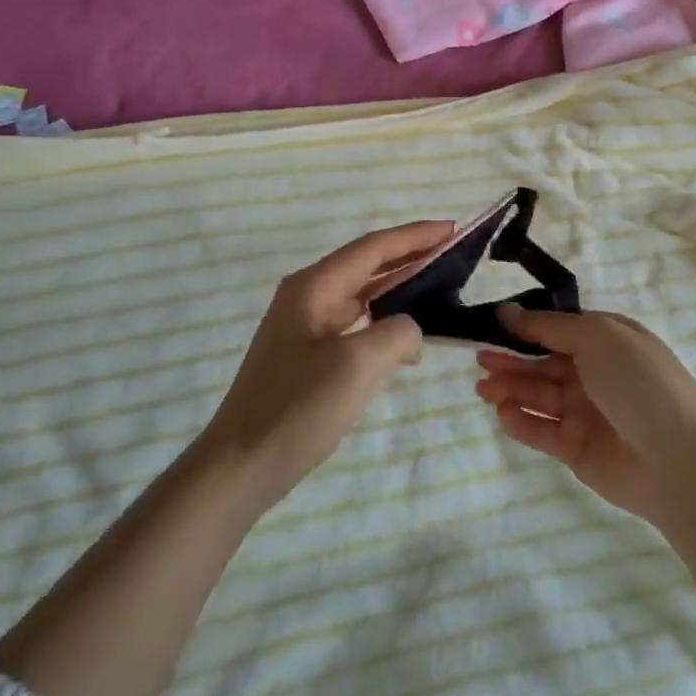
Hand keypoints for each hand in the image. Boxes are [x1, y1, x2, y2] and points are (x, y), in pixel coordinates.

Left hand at [201, 220, 453, 504]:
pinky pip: (356, 321)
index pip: (374, 247)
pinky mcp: (308, 353)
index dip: (416, 236)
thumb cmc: (298, 408)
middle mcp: (308, 295)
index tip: (453, 229)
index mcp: (314, 286)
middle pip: (368, 264)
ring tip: (440, 286)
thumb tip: (411, 332)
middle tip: (455, 254)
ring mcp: (305, 325)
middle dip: (412, 255)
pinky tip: (407, 334)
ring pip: (363, 293)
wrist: (241, 465)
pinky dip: (386, 319)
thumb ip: (398, 332)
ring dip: (401, 286)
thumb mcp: (358, 364)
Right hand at [475, 307, 695, 522]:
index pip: (557, 329)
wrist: (679, 459)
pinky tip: (502, 413)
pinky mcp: (578, 450)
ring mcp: (586, 413)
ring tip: (482, 387)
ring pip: (539, 396)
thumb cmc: (639, 383)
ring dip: (510, 389)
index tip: (490, 324)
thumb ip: (548, 326)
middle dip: (511, 359)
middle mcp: (595, 374)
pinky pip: (542, 431)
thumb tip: (507, 312)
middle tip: (479, 359)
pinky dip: (521, 422)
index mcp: (606, 341)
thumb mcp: (597, 336)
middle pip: (543, 363)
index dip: (524, 327)